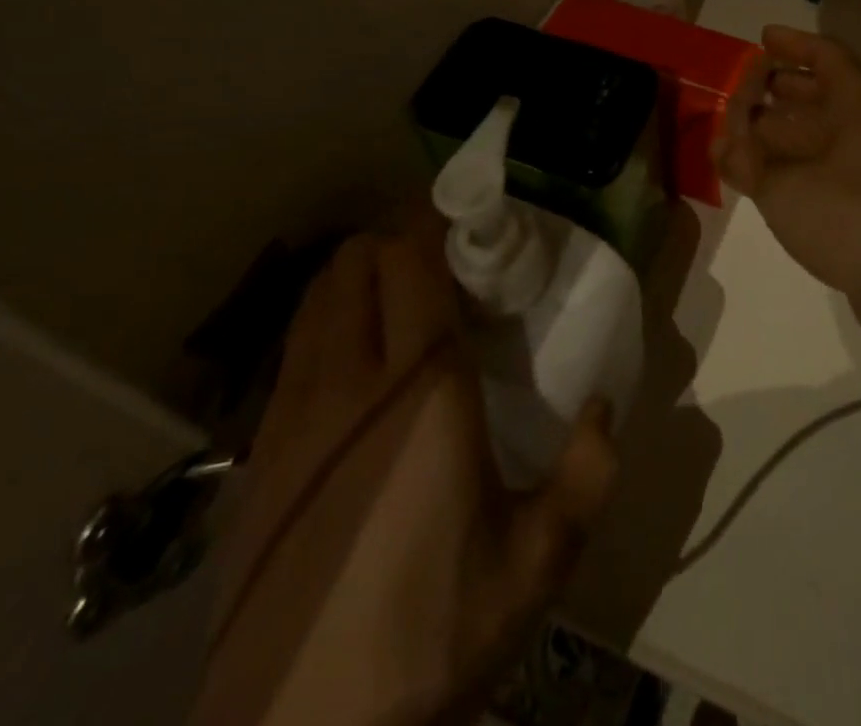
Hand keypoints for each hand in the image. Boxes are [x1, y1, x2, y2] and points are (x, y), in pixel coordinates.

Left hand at [194, 213, 616, 725]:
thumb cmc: (430, 638)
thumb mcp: (536, 565)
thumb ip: (587, 475)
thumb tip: (603, 409)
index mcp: (421, 392)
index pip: (411, 263)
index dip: (433, 223)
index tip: (468, 221)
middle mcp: (348, 384)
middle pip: (354, 264)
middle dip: (394, 241)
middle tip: (440, 262)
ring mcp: (291, 417)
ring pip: (315, 300)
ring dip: (355, 277)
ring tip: (398, 301)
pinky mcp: (257, 456)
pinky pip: (292, 352)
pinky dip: (325, 327)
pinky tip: (355, 370)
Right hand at [712, 26, 860, 357]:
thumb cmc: (848, 213)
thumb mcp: (783, 184)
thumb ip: (746, 161)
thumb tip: (724, 146)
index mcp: (857, 104)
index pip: (826, 55)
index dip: (793, 44)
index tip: (761, 39)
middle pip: (821, 93)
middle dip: (779, 88)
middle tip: (741, 90)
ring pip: (821, 132)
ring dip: (781, 130)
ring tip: (740, 135)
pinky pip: (823, 165)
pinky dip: (792, 163)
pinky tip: (762, 178)